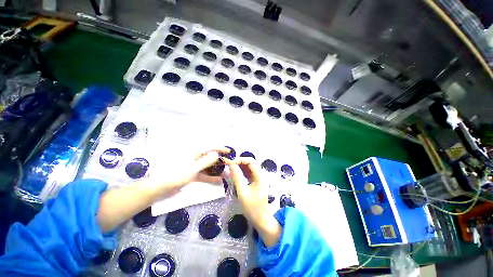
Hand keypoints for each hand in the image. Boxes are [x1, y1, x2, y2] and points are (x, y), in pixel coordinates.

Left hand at [150, 147, 229, 197]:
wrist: (159, 189)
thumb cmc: (175, 175)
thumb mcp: (193, 168)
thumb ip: (206, 162)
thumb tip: (217, 154)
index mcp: (194, 154)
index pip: (210, 149)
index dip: (220, 149)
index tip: (229, 151)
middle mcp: (195, 159)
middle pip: (210, 158)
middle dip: (220, 161)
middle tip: (230, 164)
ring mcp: (194, 168)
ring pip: (208, 167)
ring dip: (217, 170)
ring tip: (227, 173)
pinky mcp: (192, 176)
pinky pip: (204, 175)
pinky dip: (211, 177)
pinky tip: (219, 180)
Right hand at [225, 157, 281, 246]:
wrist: (261, 220)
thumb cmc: (252, 208)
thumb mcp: (242, 193)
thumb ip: (237, 178)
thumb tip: (231, 165)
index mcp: (260, 176)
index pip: (251, 161)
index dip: (240, 159)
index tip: (230, 163)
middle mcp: (260, 175)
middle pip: (250, 163)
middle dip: (239, 162)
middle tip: (229, 165)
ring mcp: (258, 178)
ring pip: (249, 167)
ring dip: (240, 166)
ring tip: (230, 168)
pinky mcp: (255, 182)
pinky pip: (248, 173)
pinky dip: (241, 171)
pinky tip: (235, 174)